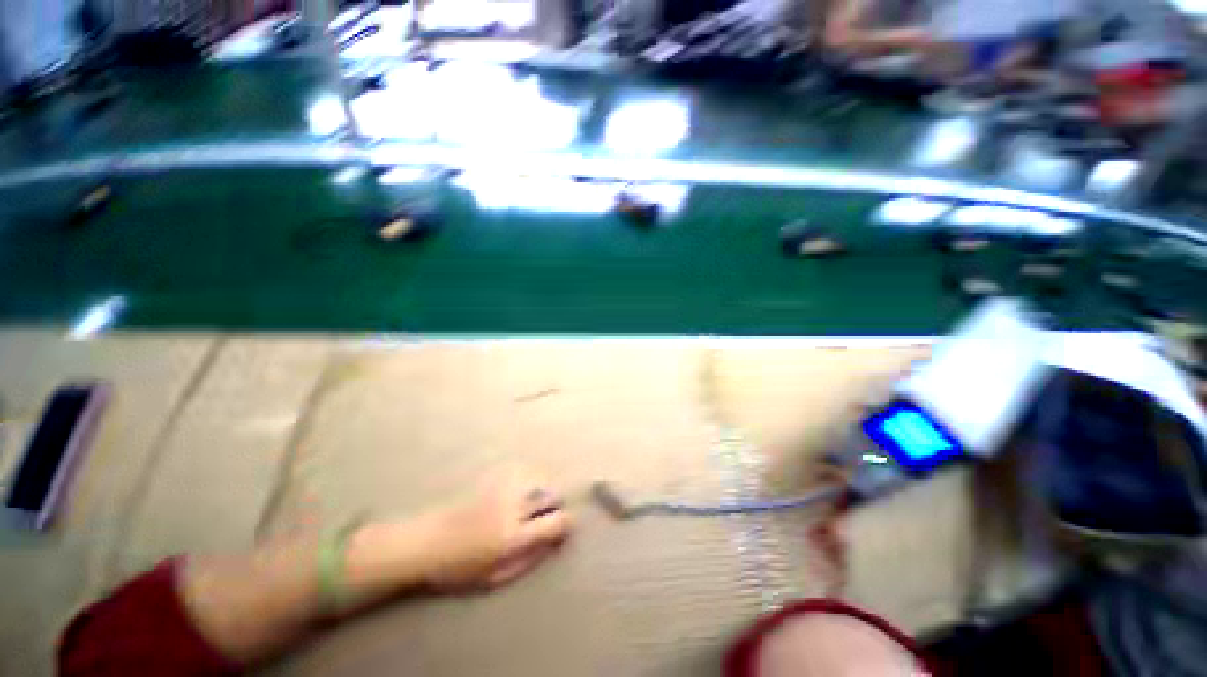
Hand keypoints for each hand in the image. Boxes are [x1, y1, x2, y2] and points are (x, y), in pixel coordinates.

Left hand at [418, 467, 571, 591]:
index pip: (557, 521)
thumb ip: (530, 559)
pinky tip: (517, 491)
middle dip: (554, 505)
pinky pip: (523, 471)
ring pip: (540, 478)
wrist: (425, 541)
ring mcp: (504, 486)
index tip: (560, 530)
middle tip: (543, 517)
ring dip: (542, 491)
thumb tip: (555, 543)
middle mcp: (514, 505)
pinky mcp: (494, 476)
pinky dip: (527, 480)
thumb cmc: (459, 567)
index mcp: (515, 535)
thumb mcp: (497, 577)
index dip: (565, 525)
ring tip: (531, 504)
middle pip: (552, 494)